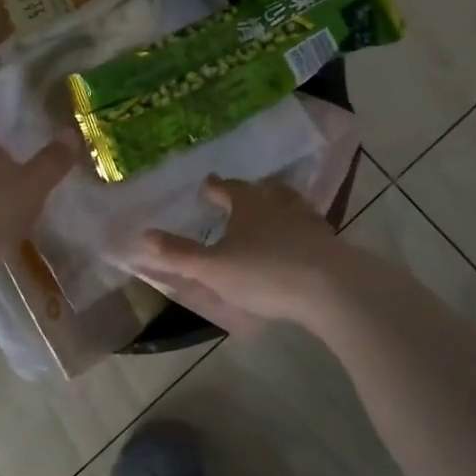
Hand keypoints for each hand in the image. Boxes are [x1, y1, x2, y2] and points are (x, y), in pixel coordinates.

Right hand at [130, 177, 349, 328]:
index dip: (216, 188)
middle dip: (251, 191)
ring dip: (280, 206)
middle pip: (265, 191)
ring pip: (292, 205)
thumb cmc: (264, 273)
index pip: (229, 188)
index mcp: (249, 204)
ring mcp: (309, 223)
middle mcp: (280, 205)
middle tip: (243, 194)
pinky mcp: (330, 244)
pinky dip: (302, 231)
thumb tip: (144, 235)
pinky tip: (300, 243)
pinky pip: (311, 230)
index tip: (208, 185)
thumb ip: (179, 254)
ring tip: (274, 212)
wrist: (331, 289)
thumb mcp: (213, 268)